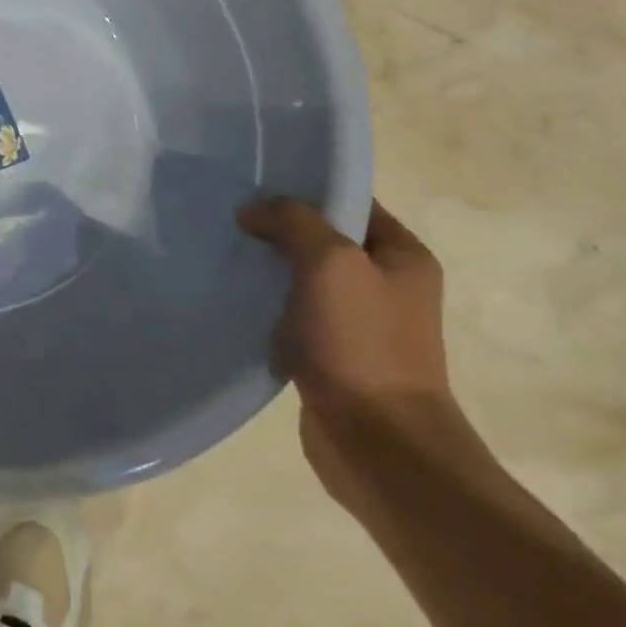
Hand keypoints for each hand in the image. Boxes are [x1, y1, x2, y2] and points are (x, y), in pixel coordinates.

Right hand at [238, 197, 460, 503]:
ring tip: (223, 254)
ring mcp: (358, 322)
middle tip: (229, 217)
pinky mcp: (330, 353)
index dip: (304, 189)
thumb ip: (292, 221)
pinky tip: (233, 300)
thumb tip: (254, 211)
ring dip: (266, 268)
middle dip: (276, 228)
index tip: (253, 184)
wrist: (378, 442)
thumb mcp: (329, 262)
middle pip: (321, 238)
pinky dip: (264, 306)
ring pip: (301, 277)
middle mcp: (385, 285)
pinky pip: (290, 314)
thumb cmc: (362, 343)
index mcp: (402, 256)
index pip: (349, 202)